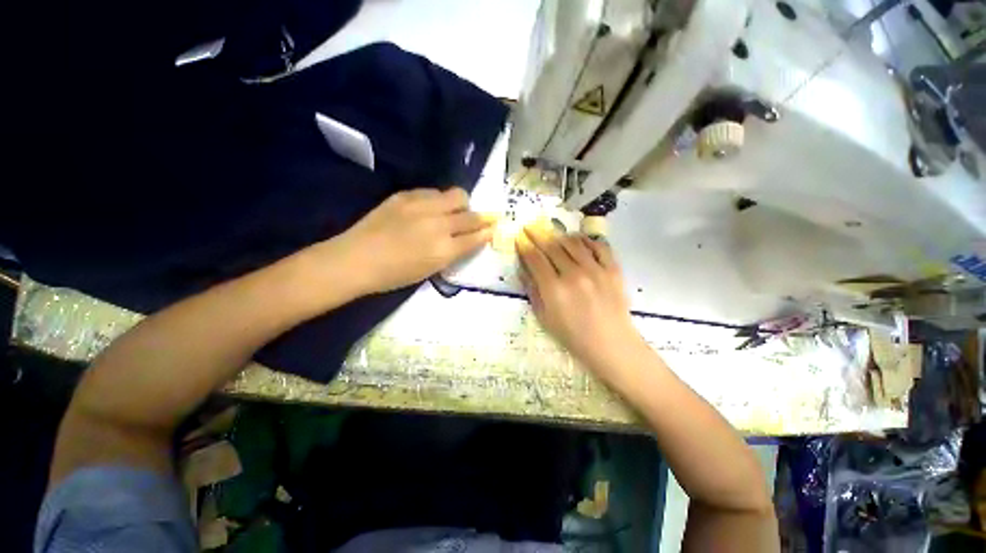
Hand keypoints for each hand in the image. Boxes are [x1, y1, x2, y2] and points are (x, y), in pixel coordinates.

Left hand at [329, 187, 493, 294]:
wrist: (356, 259)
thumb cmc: (394, 274)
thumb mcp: (430, 270)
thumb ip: (452, 253)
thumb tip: (467, 239)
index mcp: (444, 250)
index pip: (476, 236)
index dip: (487, 231)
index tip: (494, 227)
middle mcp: (438, 225)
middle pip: (471, 214)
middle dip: (481, 217)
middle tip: (478, 219)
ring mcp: (422, 206)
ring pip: (457, 195)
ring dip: (460, 205)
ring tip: (452, 212)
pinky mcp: (406, 195)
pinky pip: (434, 192)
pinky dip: (439, 200)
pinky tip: (430, 208)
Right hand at [517, 226, 644, 375]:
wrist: (610, 343)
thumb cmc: (572, 334)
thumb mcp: (544, 317)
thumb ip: (532, 290)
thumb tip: (523, 269)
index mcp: (554, 289)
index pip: (535, 259)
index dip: (525, 246)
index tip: (520, 238)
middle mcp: (573, 275)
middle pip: (552, 247)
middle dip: (538, 235)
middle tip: (531, 227)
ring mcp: (595, 270)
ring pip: (573, 243)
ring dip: (560, 235)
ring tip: (553, 234)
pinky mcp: (613, 269)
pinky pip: (598, 246)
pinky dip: (586, 240)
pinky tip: (578, 240)